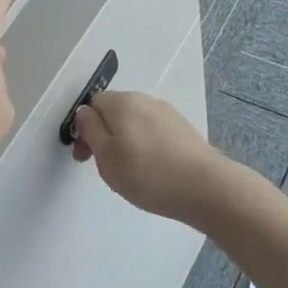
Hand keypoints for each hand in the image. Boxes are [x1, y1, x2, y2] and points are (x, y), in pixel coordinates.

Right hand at [69, 90, 227, 222]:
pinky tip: (153, 170)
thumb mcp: (105, 155)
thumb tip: (84, 113)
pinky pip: (154, 133)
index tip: (85, 157)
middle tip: (107, 168)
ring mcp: (167, 113)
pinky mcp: (183, 129)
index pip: (92, 105)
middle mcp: (145, 100)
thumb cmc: (147, 173)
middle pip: (114, 112)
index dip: (84, 130)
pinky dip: (147, 147)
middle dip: (104, 136)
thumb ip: (89, 129)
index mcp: (122, 101)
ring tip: (132, 173)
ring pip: (134, 124)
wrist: (204, 187)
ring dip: (126, 142)